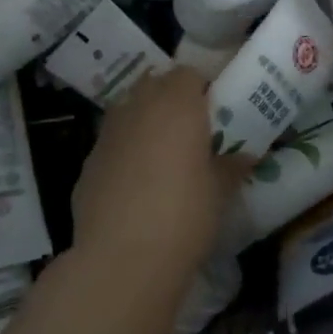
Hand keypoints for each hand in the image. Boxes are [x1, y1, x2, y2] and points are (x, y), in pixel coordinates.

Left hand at [72, 67, 246, 280]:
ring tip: (162, 155)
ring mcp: (108, 134)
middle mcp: (139, 108)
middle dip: (171, 99)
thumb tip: (245, 156)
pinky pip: (112, 144)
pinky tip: (135, 185)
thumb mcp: (219, 191)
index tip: (214, 111)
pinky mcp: (87, 163)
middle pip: (155, 85)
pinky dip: (125, 152)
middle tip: (190, 129)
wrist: (122, 259)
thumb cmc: (184, 215)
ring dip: (145, 122)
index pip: (189, 74)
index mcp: (177, 105)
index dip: (201, 88)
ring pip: (129, 111)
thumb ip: (231, 166)